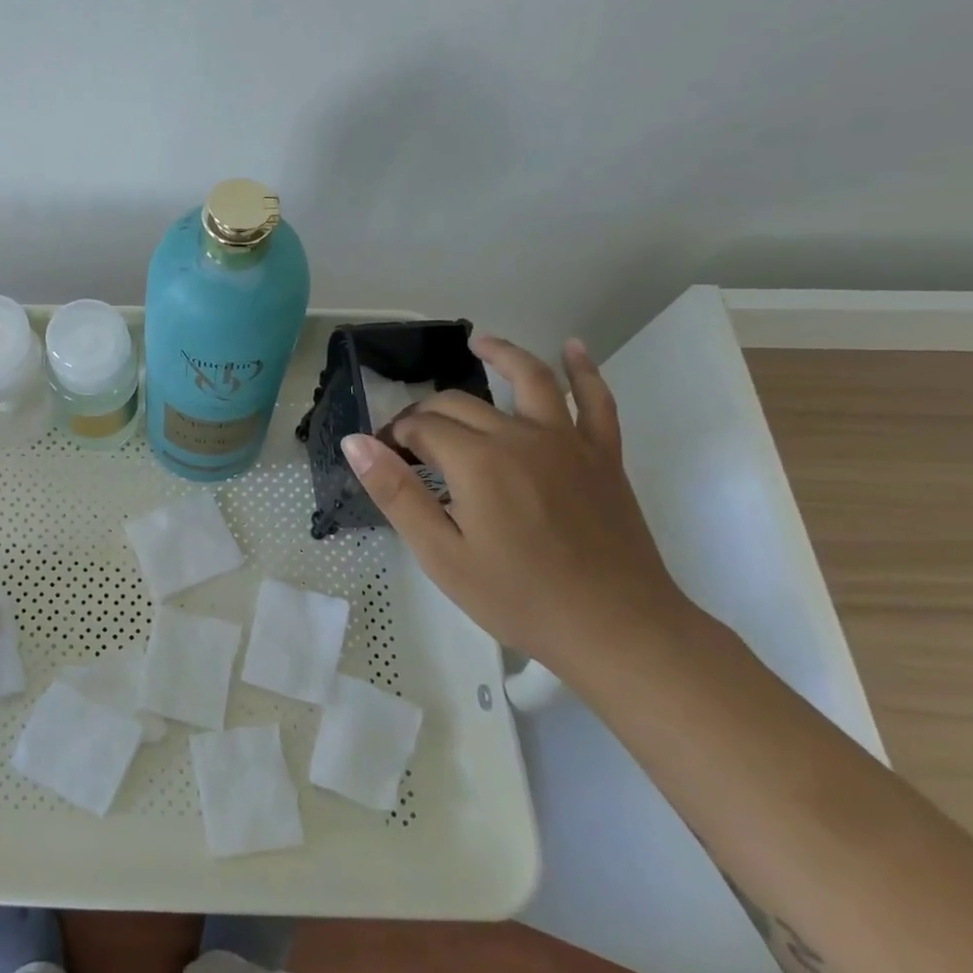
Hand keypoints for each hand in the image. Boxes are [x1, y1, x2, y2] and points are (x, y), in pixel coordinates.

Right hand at [341, 336, 689, 669]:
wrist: (617, 630)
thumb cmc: (519, 598)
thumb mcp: (441, 554)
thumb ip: (395, 492)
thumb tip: (355, 442)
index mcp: (477, 461)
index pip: (422, 427)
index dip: (395, 437)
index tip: (384, 458)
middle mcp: (520, 436)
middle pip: (461, 404)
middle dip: (426, 412)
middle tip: (409, 440)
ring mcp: (567, 441)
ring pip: (530, 379)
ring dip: (502, 354)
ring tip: (479, 342)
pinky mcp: (602, 455)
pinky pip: (597, 401)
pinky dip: (585, 370)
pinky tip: (573, 347)